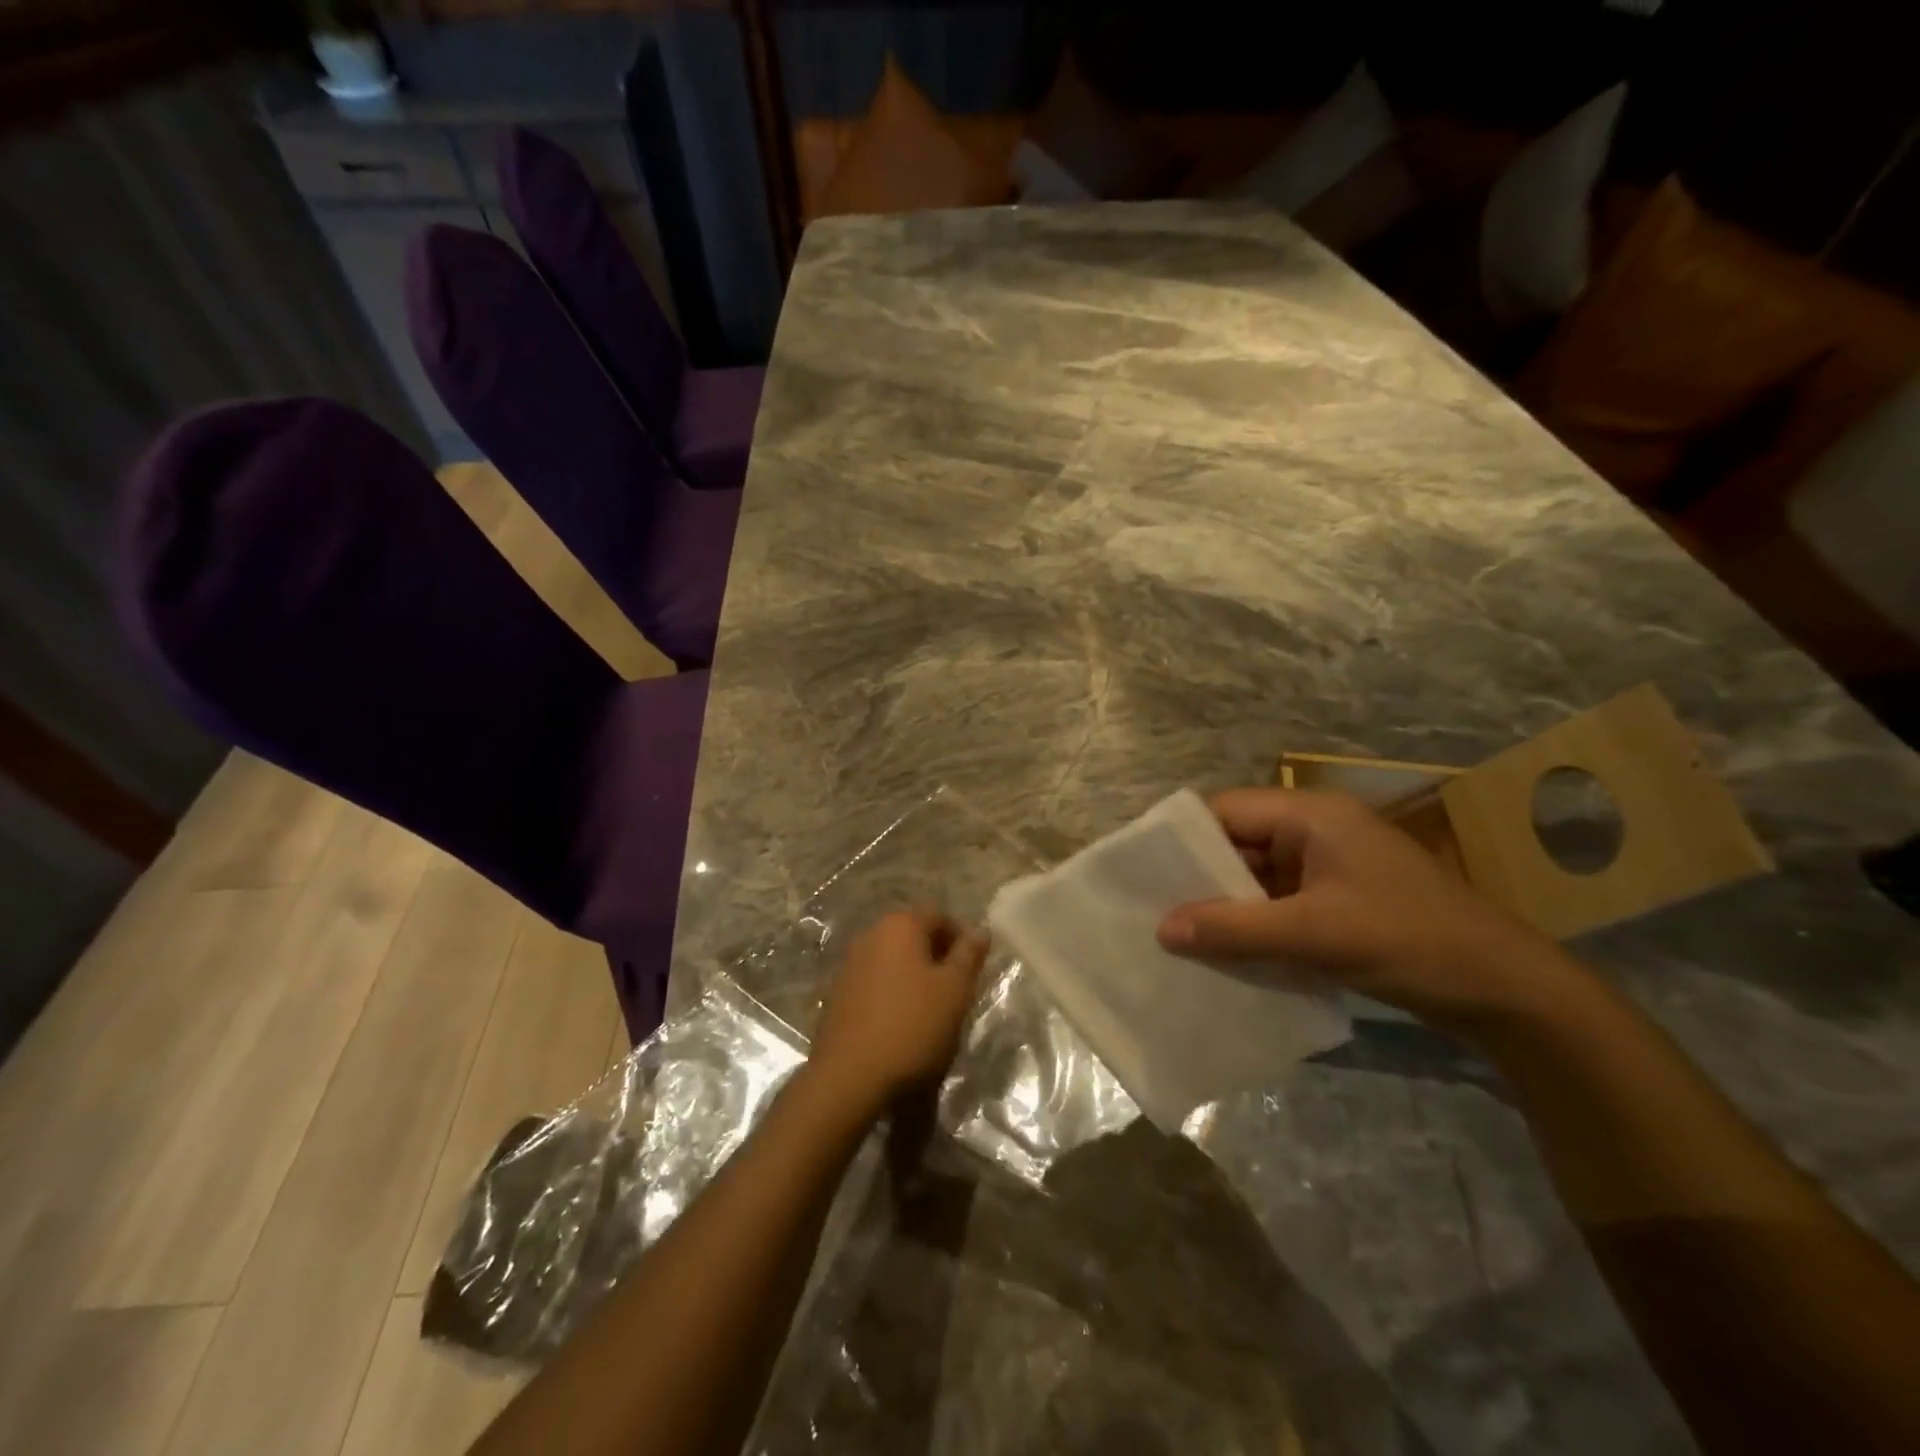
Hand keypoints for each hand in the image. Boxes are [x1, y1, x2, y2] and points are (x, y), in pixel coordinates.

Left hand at [806, 910, 990, 1114]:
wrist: (849, 1077)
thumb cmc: (912, 1026)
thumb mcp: (954, 990)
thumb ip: (969, 955)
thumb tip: (980, 929)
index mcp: (900, 925)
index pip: (940, 917)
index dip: (962, 939)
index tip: (974, 970)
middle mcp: (871, 935)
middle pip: (914, 936)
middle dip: (938, 958)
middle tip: (956, 991)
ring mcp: (849, 964)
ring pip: (894, 960)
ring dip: (914, 977)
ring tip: (931, 1011)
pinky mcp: (837, 994)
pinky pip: (875, 982)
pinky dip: (892, 994)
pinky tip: (901, 1024)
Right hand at [1157, 789, 1578, 1033]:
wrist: (1506, 991)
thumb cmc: (1409, 941)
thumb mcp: (1314, 934)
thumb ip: (1234, 928)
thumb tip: (1162, 928)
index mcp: (1311, 816)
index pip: (1225, 810)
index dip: (1182, 838)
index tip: (1142, 873)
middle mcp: (1316, 830)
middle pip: (1238, 842)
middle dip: (1199, 877)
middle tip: (1154, 911)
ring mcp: (1329, 866)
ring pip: (1257, 876)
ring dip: (1226, 904)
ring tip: (1180, 936)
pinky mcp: (1339, 899)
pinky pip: (1279, 902)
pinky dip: (1253, 923)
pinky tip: (1227, 952)